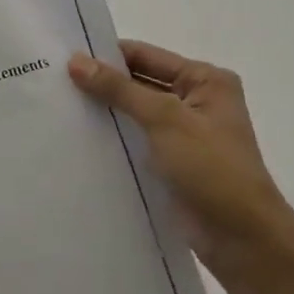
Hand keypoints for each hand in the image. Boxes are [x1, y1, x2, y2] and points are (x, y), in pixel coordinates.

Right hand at [68, 40, 293, 277]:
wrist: (240, 238)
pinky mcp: (169, 161)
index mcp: (205, 80)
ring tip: (56, 106)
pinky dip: (110, 136)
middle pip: (137, 82)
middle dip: (101, 83)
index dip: (106, 55)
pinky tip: (76, 136)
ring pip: (132, 112)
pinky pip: (133, 139)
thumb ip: (119, 89)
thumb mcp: (164, 119)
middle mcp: (194, 101)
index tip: (62, 57)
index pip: (145, 56)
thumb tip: (75, 61)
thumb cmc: (211, 168)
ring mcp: (182, 133)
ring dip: (103, 111)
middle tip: (53, 81)